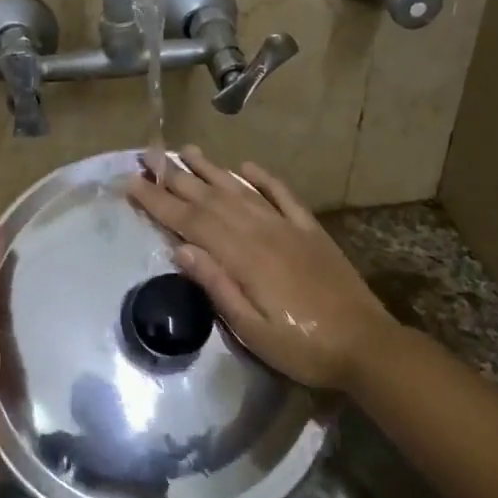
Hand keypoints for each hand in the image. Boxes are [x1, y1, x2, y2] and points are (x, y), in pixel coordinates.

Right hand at [126, 149, 400, 390]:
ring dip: (212, 169)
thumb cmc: (302, 347)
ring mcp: (288, 227)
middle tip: (148, 155)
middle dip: (176, 177)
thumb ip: (216, 285)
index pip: (190, 221)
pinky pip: (283, 195)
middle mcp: (262, 232)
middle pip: (211, 198)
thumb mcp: (251, 328)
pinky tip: (247, 166)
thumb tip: (179, 248)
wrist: (366, 346)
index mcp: (243, 257)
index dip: (158, 201)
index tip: (131, 183)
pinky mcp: (310, 231)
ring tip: (186, 150)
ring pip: (242, 190)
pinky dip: (263, 178)